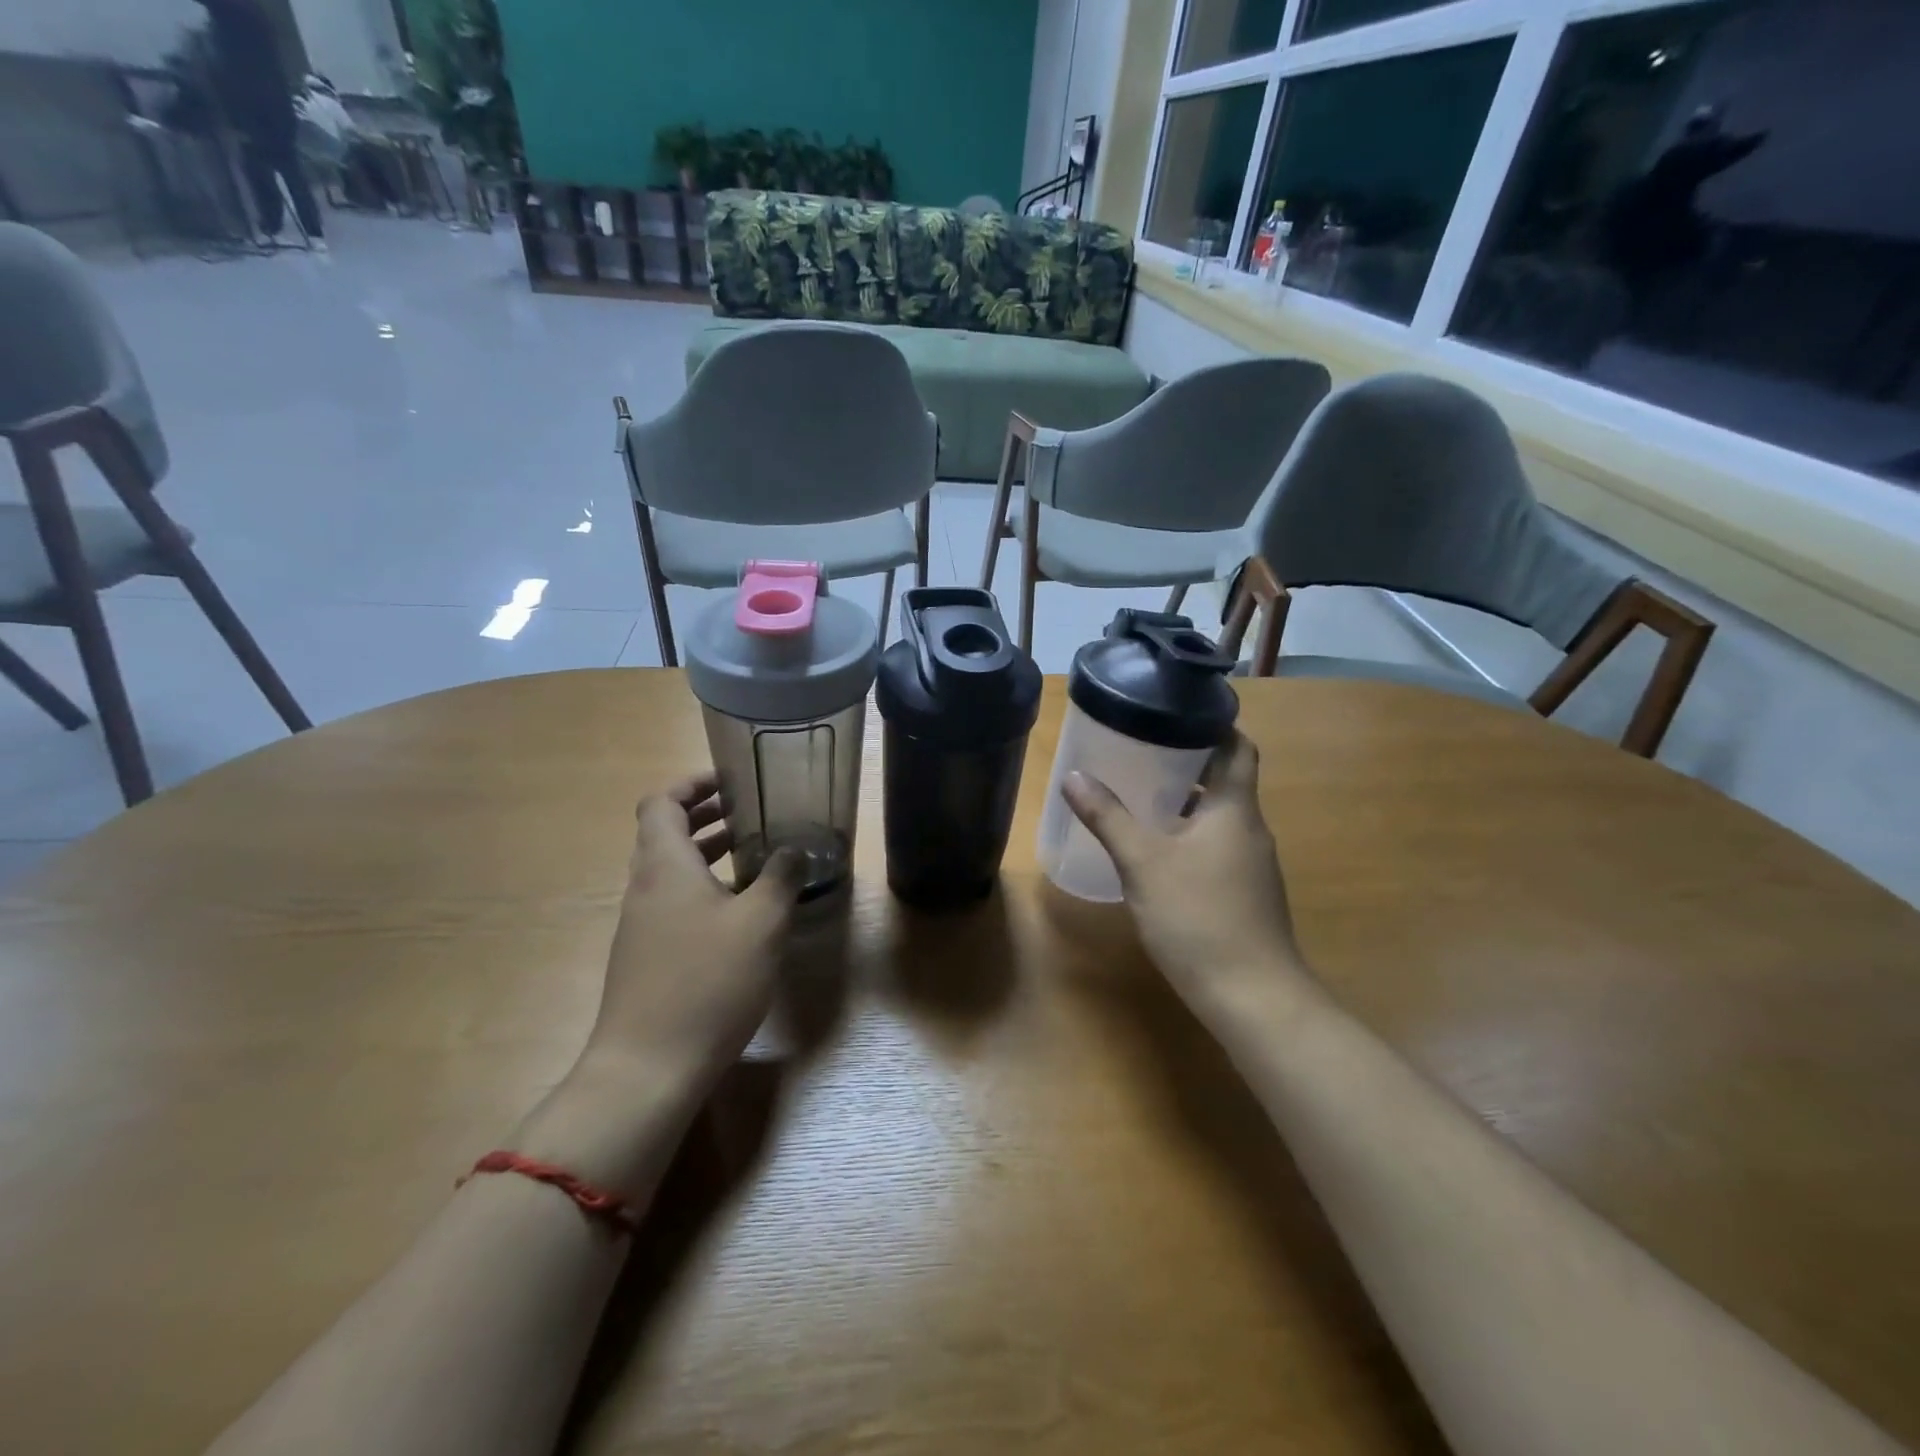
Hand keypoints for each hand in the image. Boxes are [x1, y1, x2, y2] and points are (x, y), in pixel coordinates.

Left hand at [583, 773, 800, 1085]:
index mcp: (664, 866)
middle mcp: (644, 887)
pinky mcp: (646, 957)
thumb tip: (794, 848)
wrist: (649, 1068)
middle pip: (664, 833)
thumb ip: (781, 877)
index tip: (731, 780)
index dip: (692, 784)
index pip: (661, 802)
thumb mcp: (761, 923)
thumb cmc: (708, 982)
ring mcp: (641, 925)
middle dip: (705, 815)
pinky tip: (739, 912)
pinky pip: (673, 902)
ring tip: (751, 853)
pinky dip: (703, 888)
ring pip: (670, 870)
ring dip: (706, 853)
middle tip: (750, 811)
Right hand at [1063, 735, 1303, 1010]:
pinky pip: (1217, 846)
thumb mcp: (1143, 863)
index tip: (1176, 713)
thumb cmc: (1198, 917)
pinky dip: (1189, 835)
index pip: (1239, 747)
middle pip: (1225, 780)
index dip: (1215, 724)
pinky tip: (1157, 851)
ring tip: (1139, 794)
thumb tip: (1073, 776)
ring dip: (1185, 801)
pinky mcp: (1246, 894)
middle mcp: (1251, 829)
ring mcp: (1252, 864)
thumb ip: (1108, 818)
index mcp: (1235, 809)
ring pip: (1219, 816)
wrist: (1253, 997)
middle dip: (1187, 762)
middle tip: (1141, 750)